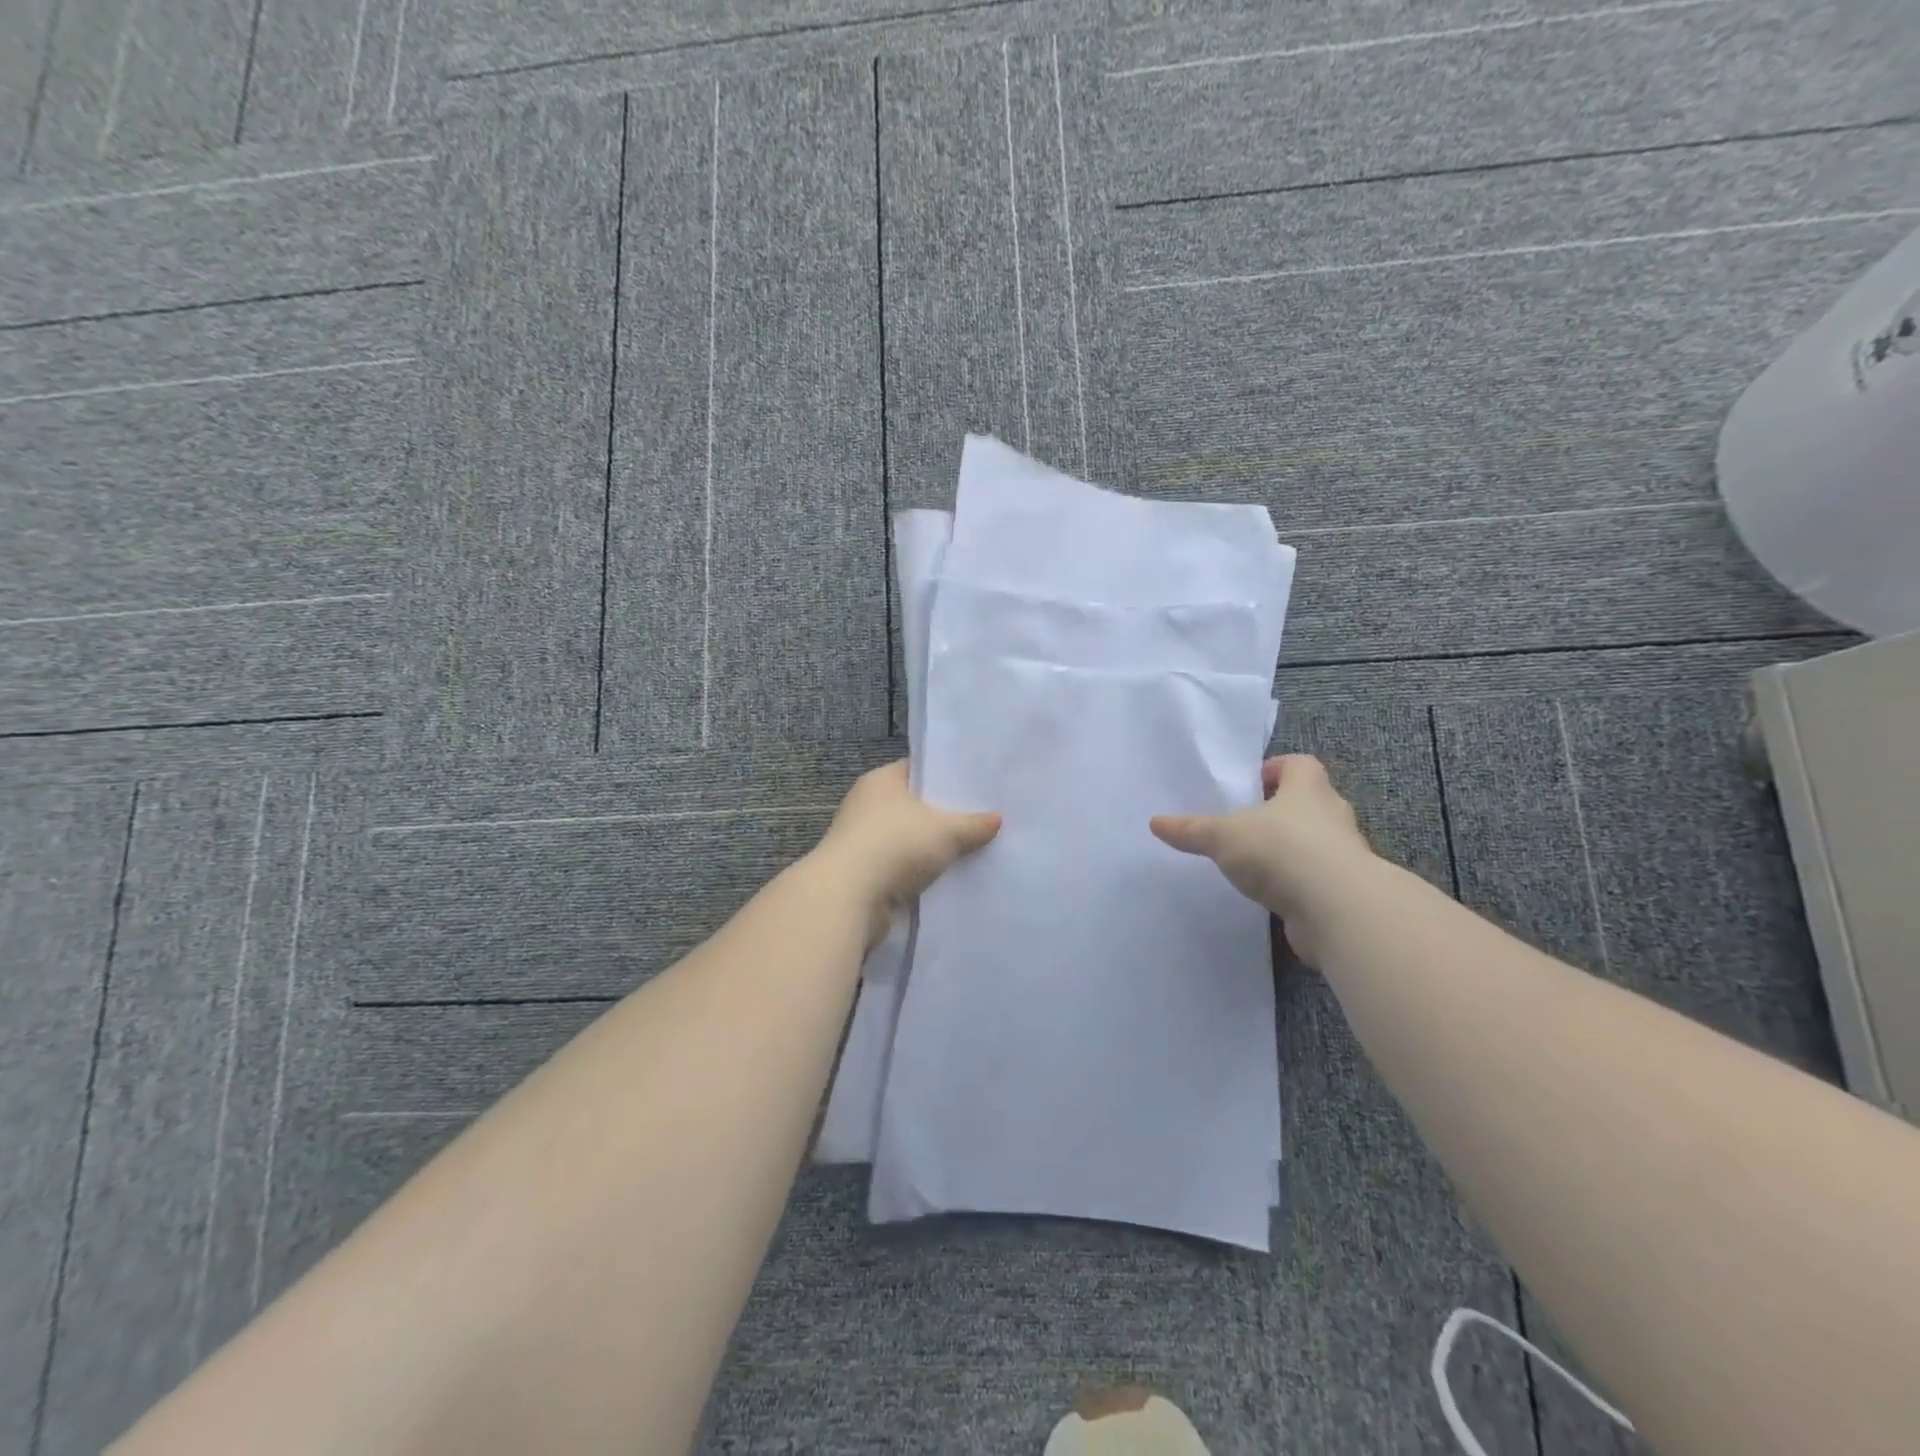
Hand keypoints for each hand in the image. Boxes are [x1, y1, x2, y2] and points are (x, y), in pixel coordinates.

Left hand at [813, 761, 1000, 939]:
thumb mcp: (946, 831)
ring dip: (930, 848)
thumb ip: (973, 825)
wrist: (848, 897)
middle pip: (913, 805)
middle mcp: (866, 805)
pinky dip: (919, 873)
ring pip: (907, 839)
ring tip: (971, 850)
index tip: (975, 785)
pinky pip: (900, 867)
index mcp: (881, 781)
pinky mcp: (862, 873)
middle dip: (943, 814)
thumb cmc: (895, 845)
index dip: (945, 775)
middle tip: (981, 818)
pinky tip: (947, 878)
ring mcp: (862, 840)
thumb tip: (997, 819)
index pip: (918, 769)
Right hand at [1151, 755, 1375, 962]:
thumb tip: (1155, 822)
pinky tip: (1274, 894)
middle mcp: (1333, 815)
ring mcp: (1345, 855)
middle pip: (1311, 802)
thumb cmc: (1281, 851)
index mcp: (1307, 789)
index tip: (1254, 784)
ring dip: (1293, 848)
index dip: (1277, 769)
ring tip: (1258, 862)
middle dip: (1283, 810)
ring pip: (1318, 841)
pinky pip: (1319, 878)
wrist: (1337, 909)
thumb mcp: (1223, 836)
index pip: (1299, 764)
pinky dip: (1299, 883)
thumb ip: (1191, 830)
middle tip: (1250, 823)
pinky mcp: (1346, 891)